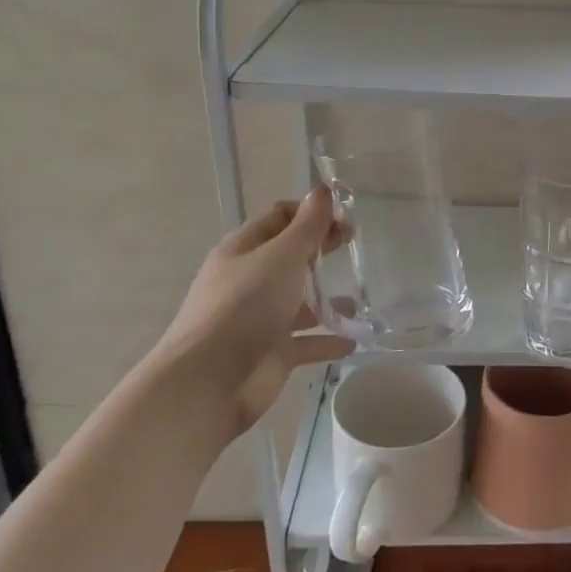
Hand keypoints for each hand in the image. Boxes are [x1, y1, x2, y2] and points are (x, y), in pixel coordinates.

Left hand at [154, 188, 351, 431]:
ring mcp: (261, 319)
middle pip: (291, 257)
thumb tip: (323, 189)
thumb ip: (307, 226)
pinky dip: (329, 339)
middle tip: (356, 245)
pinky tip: (354, 338)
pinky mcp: (272, 353)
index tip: (345, 216)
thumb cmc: (245, 307)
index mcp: (244, 250)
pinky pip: (307, 342)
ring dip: (329, 299)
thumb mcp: (281, 257)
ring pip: (300, 302)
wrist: (209, 382)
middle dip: (322, 249)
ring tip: (362, 298)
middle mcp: (250, 280)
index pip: (279, 218)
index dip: (311, 212)